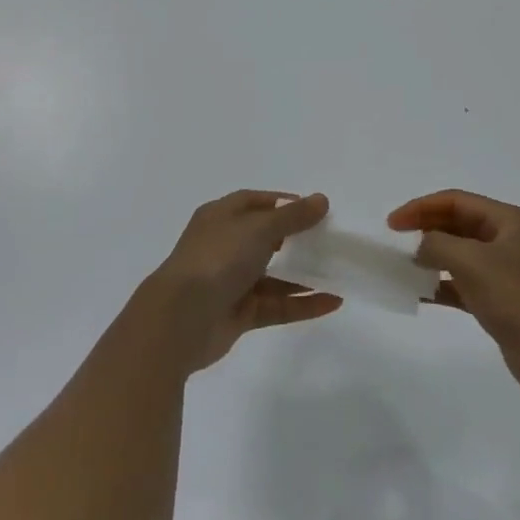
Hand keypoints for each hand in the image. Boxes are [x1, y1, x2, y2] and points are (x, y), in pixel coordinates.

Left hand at [145, 190, 341, 372]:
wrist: (179, 319)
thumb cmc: (217, 259)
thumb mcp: (259, 228)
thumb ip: (293, 216)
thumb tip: (321, 200)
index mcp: (220, 217)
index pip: (254, 203)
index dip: (283, 203)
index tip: (314, 209)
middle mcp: (224, 247)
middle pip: (266, 238)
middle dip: (297, 240)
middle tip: (330, 241)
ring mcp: (231, 282)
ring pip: (274, 275)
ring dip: (304, 275)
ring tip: (339, 273)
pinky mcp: (239, 314)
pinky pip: (276, 305)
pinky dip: (302, 303)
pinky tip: (333, 302)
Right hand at [388, 190, 519, 406]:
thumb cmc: (517, 298)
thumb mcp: (472, 262)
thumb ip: (438, 245)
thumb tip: (420, 247)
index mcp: (509, 221)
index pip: (457, 201)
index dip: (422, 207)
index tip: (393, 223)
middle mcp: (508, 240)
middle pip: (458, 224)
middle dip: (426, 229)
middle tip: (395, 241)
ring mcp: (505, 271)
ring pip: (459, 254)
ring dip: (431, 257)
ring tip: (403, 266)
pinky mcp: (500, 300)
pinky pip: (463, 283)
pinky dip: (441, 285)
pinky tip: (419, 293)